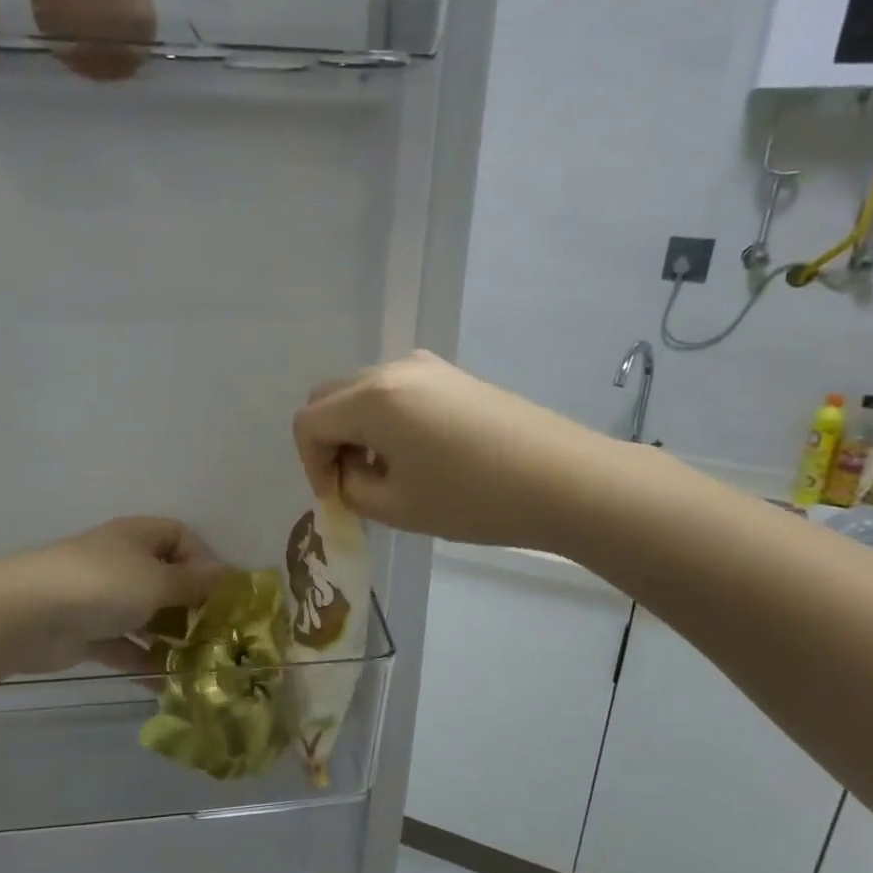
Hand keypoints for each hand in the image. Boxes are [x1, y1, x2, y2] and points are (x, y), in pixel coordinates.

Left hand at [0, 516, 221, 673]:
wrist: (29, 615)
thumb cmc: (103, 584)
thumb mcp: (158, 580)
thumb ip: (194, 583)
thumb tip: (228, 575)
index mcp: (138, 537)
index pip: (180, 537)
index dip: (203, 561)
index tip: (219, 593)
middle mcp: (122, 562)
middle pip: (166, 579)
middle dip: (191, 607)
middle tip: (215, 635)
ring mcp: (102, 599)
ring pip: (146, 616)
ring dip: (170, 638)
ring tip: (198, 664)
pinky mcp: (88, 633)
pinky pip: (124, 645)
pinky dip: (143, 661)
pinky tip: (166, 683)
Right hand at [293, 351, 597, 546]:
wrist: (564, 479)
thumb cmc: (472, 498)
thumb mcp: (396, 506)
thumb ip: (351, 487)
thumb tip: (348, 472)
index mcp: (371, 399)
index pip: (308, 422)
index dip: (310, 464)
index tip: (336, 498)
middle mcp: (392, 369)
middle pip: (330, 397)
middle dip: (330, 441)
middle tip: (353, 481)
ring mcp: (426, 366)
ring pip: (363, 392)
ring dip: (357, 429)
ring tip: (388, 472)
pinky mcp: (452, 374)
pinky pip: (396, 391)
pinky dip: (386, 419)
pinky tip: (418, 454)